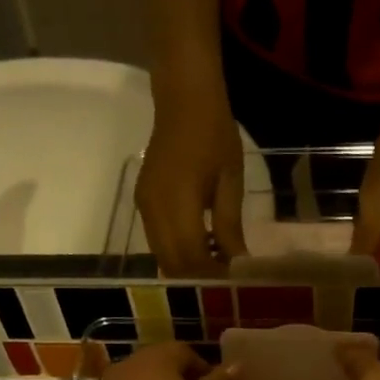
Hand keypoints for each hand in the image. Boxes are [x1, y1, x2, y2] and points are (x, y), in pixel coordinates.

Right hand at [136, 76, 248, 274]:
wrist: (182, 97)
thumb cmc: (213, 132)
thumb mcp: (231, 180)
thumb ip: (230, 226)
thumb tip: (237, 263)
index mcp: (178, 202)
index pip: (191, 257)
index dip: (211, 276)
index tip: (233, 283)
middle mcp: (154, 210)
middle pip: (172, 264)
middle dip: (198, 278)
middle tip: (225, 279)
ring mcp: (144, 207)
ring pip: (163, 256)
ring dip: (187, 268)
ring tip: (216, 265)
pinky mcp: (142, 202)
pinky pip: (157, 241)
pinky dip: (178, 252)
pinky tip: (201, 246)